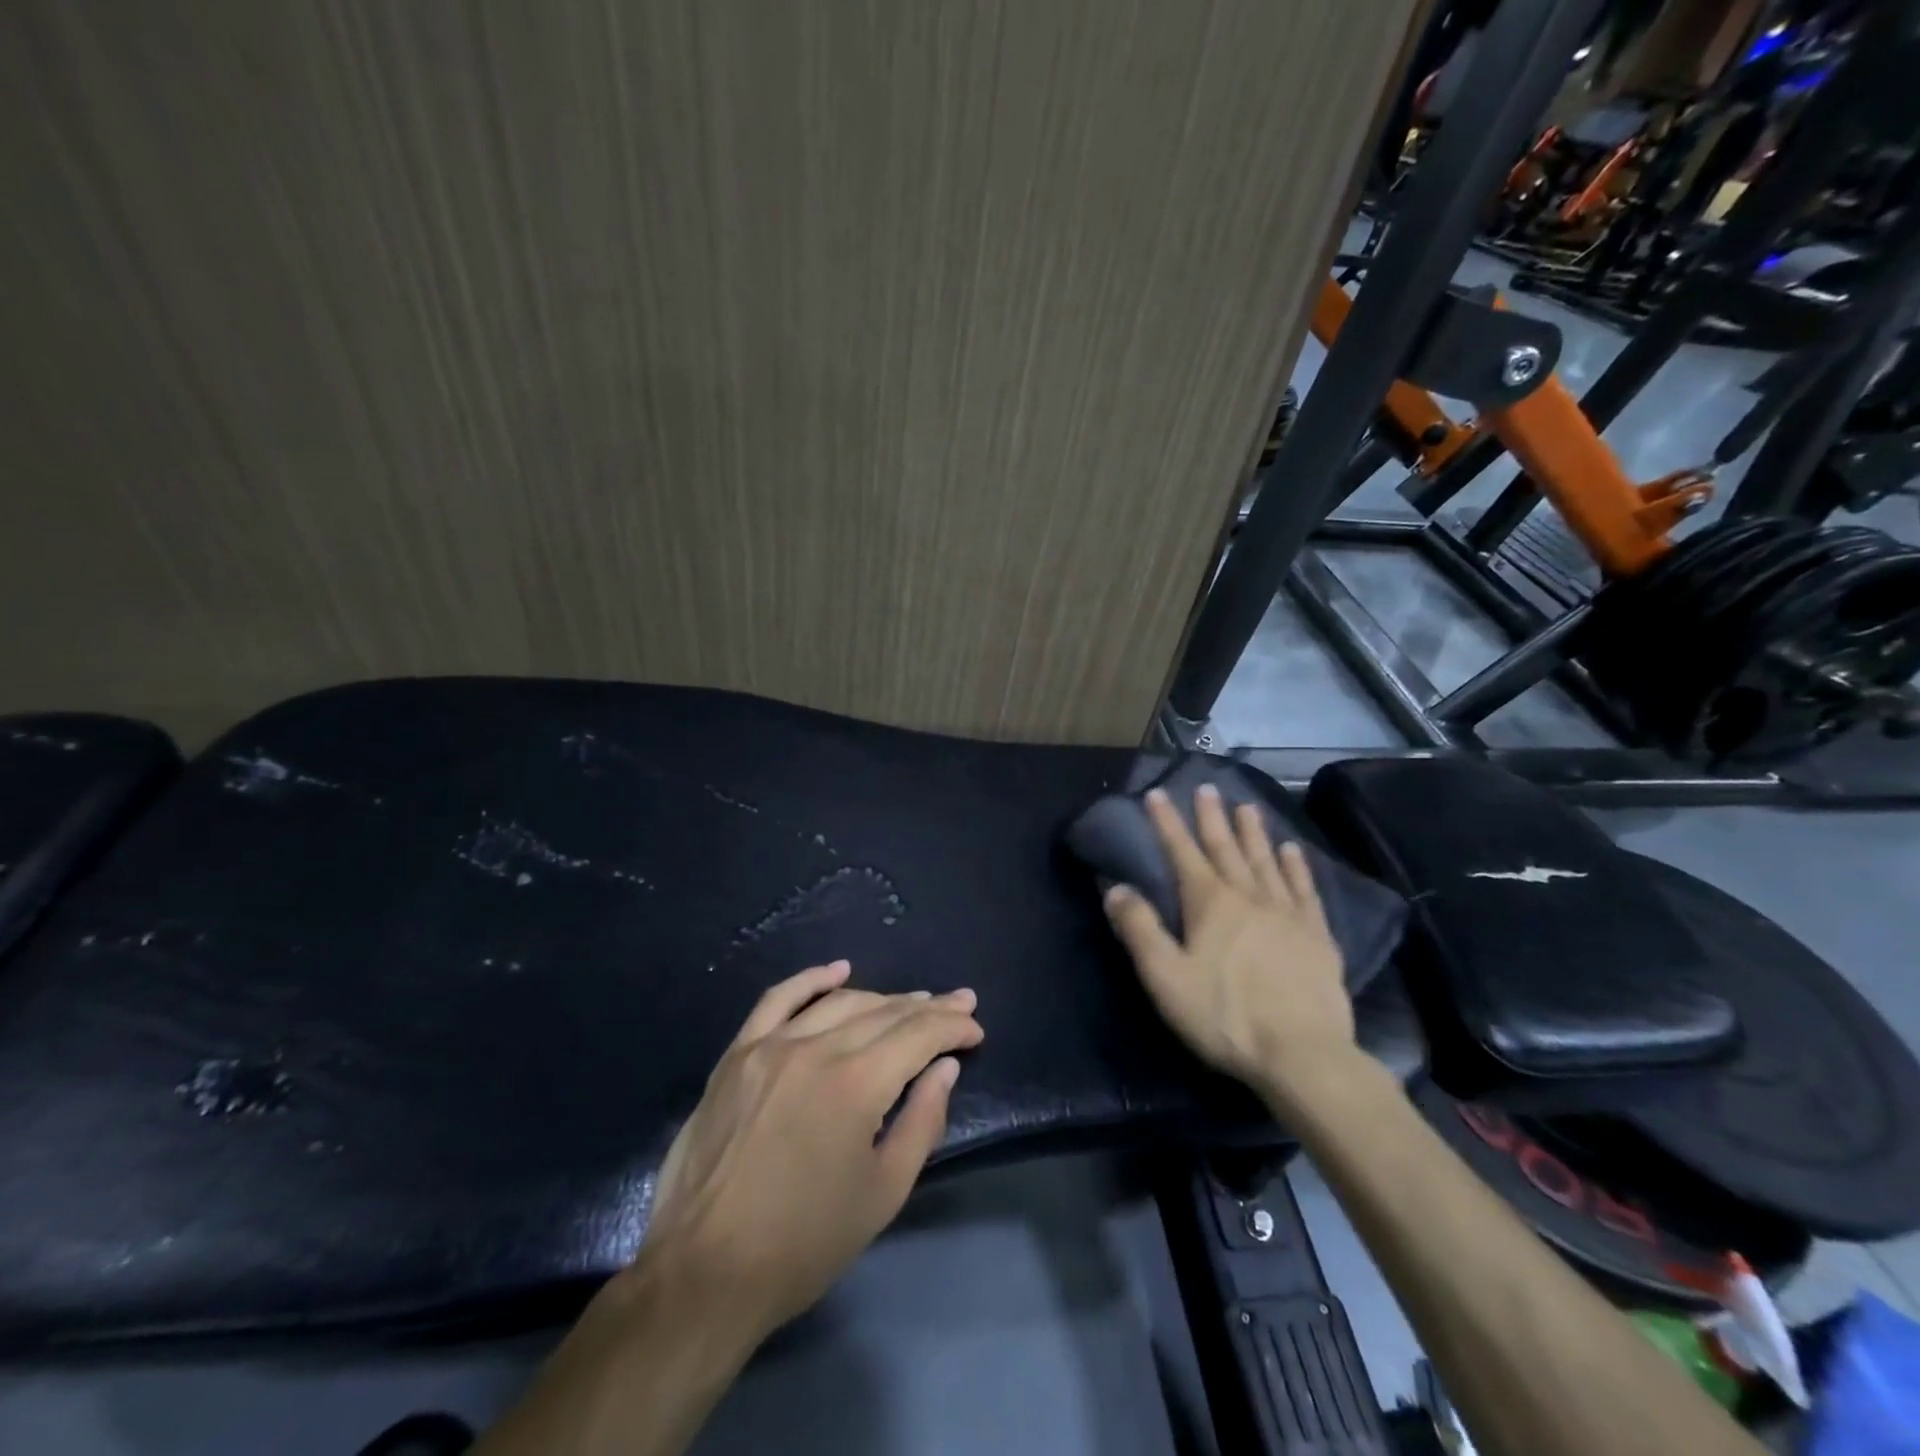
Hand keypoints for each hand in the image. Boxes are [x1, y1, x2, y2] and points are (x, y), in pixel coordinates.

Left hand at [639, 961, 982, 1337]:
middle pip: (883, 1013)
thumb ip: (921, 1122)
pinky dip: (812, 980)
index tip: (975, 1029)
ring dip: (882, 999)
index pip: (918, 1035)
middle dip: (928, 1008)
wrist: (704, 1272)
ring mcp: (770, 1046)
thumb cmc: (803, 1243)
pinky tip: (839, 971)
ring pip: (839, 1003)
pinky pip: (778, 1000)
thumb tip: (943, 1068)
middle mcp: (815, 1049)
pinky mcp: (737, 1054)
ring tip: (912, 1002)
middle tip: (958, 1004)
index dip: (952, 1027)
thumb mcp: (882, 1194)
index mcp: (855, 1085)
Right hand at [1103, 785, 1355, 1106]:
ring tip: (1246, 806)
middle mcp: (1248, 896)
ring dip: (1253, 833)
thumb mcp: (1165, 977)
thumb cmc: (1225, 1016)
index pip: (1182, 852)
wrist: (1302, 1054)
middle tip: (1206, 788)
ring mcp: (1286, 913)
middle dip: (1212, 817)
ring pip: (1265, 861)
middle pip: (1226, 848)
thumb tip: (1115, 888)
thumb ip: (1139, 929)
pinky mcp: (1316, 935)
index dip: (1167, 823)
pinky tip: (1292, 850)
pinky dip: (1296, 866)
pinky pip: (1304, 889)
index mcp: (1209, 903)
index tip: (1157, 794)